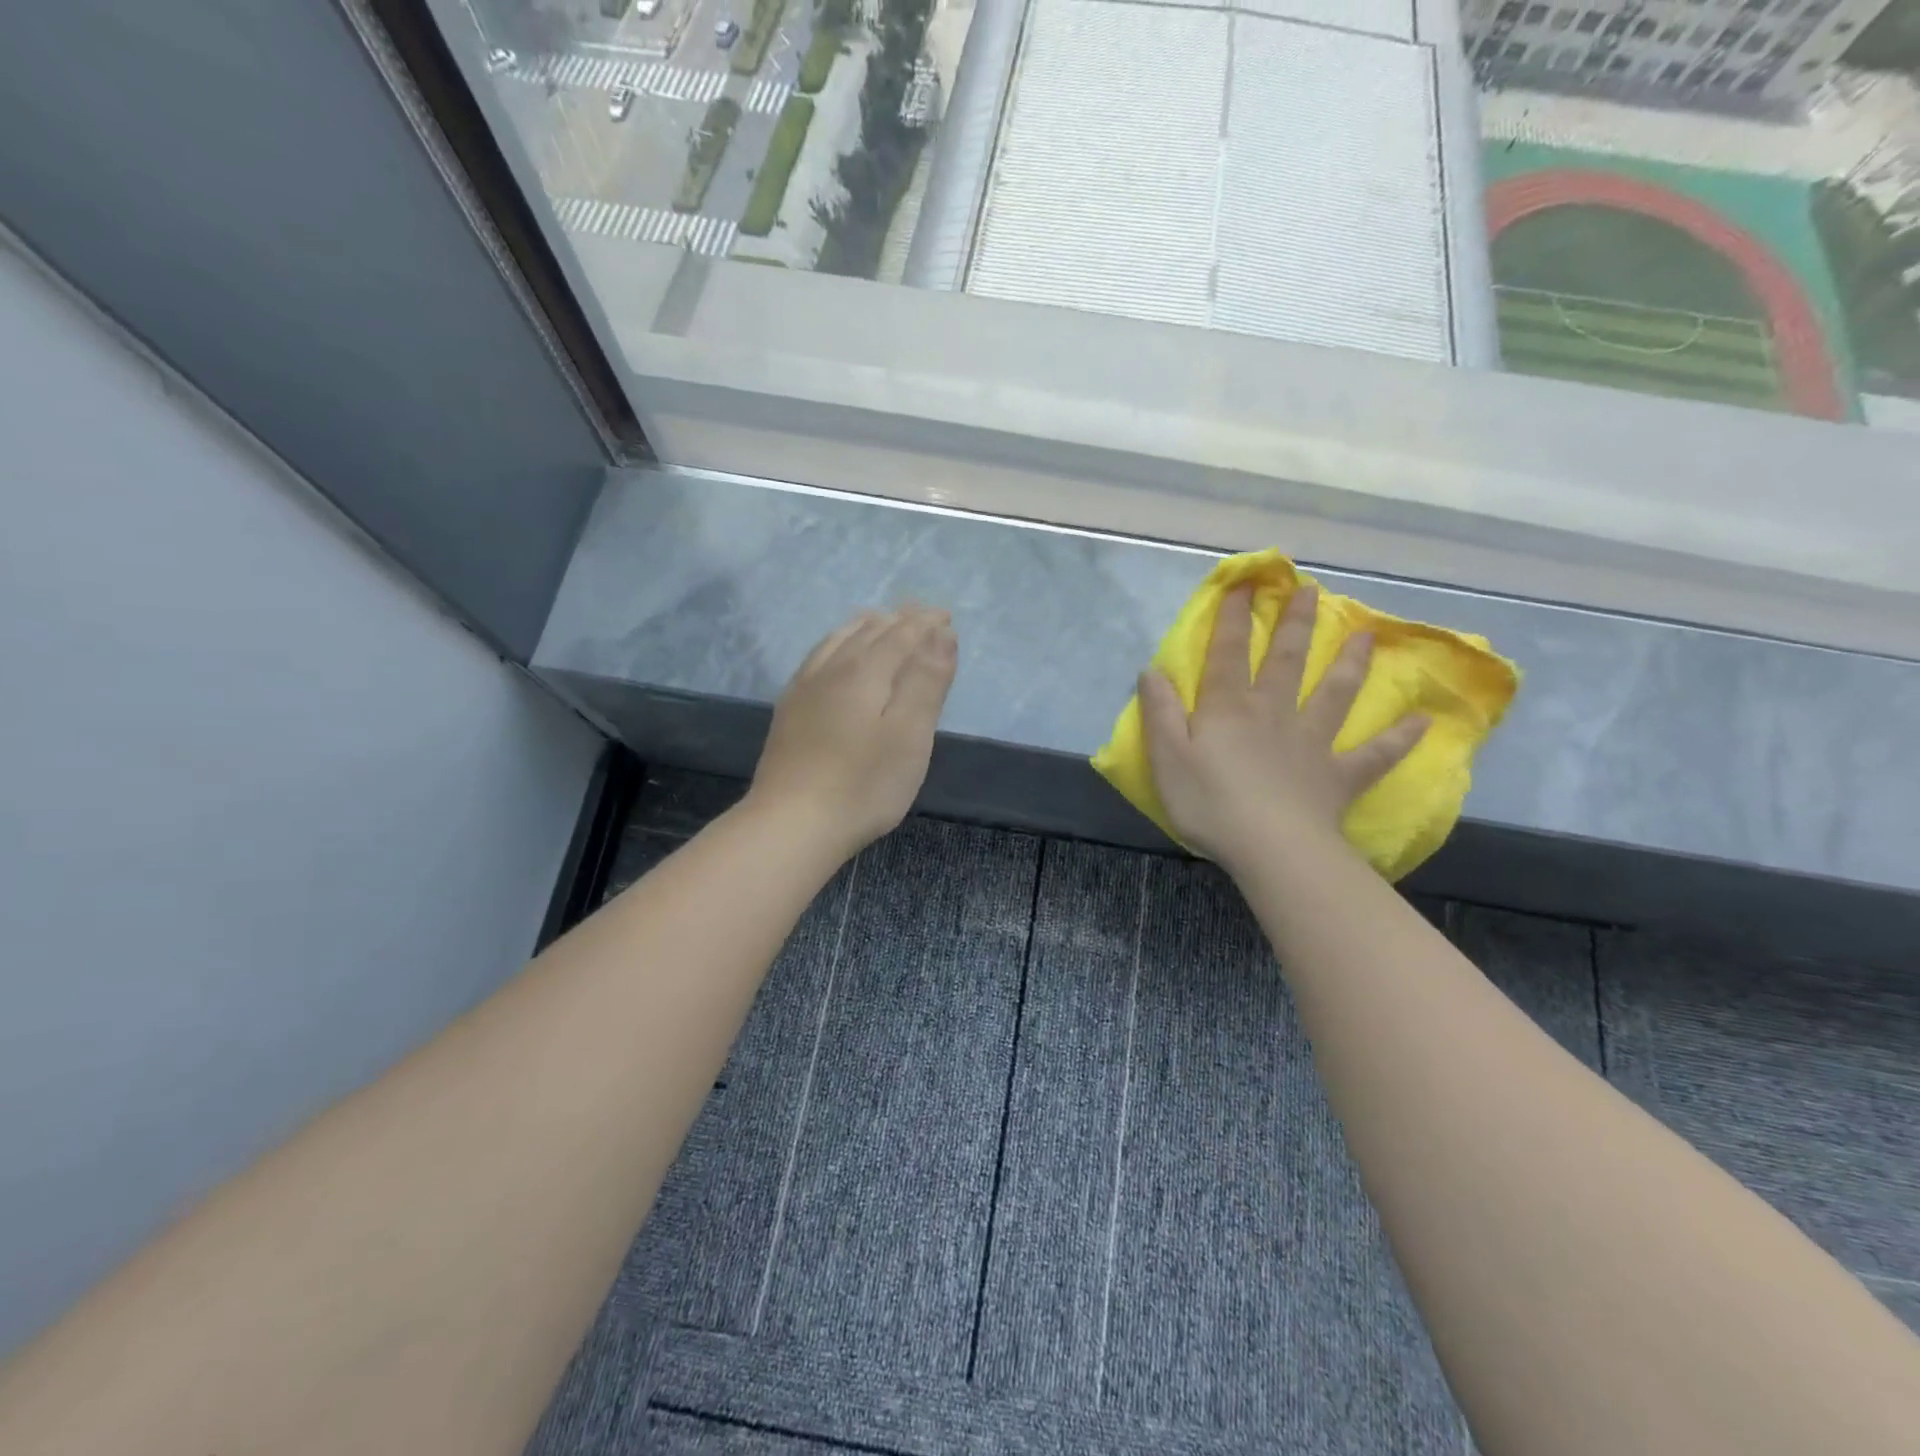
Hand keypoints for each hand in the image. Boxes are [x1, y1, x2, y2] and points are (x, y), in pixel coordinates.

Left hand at [747, 605, 958, 859]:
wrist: (792, 823)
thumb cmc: (864, 784)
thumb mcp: (910, 735)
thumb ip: (927, 681)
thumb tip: (942, 633)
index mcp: (865, 671)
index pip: (901, 634)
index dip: (926, 624)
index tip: (946, 616)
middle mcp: (831, 669)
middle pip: (869, 631)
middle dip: (899, 620)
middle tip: (921, 613)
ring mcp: (804, 689)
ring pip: (838, 641)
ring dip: (865, 626)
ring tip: (880, 620)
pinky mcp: (789, 711)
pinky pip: (817, 658)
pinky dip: (837, 643)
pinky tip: (835, 655)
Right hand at [1138, 583, 1426, 871]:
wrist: (1269, 846)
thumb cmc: (1209, 802)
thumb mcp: (1166, 756)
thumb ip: (1160, 712)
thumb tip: (1152, 670)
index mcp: (1229, 707)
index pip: (1230, 653)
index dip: (1235, 618)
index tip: (1246, 585)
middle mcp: (1274, 712)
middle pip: (1288, 660)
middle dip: (1297, 624)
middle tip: (1311, 590)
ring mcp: (1312, 742)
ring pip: (1336, 694)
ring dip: (1352, 663)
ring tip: (1367, 635)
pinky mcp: (1339, 775)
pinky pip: (1375, 754)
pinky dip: (1399, 738)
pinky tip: (1421, 722)